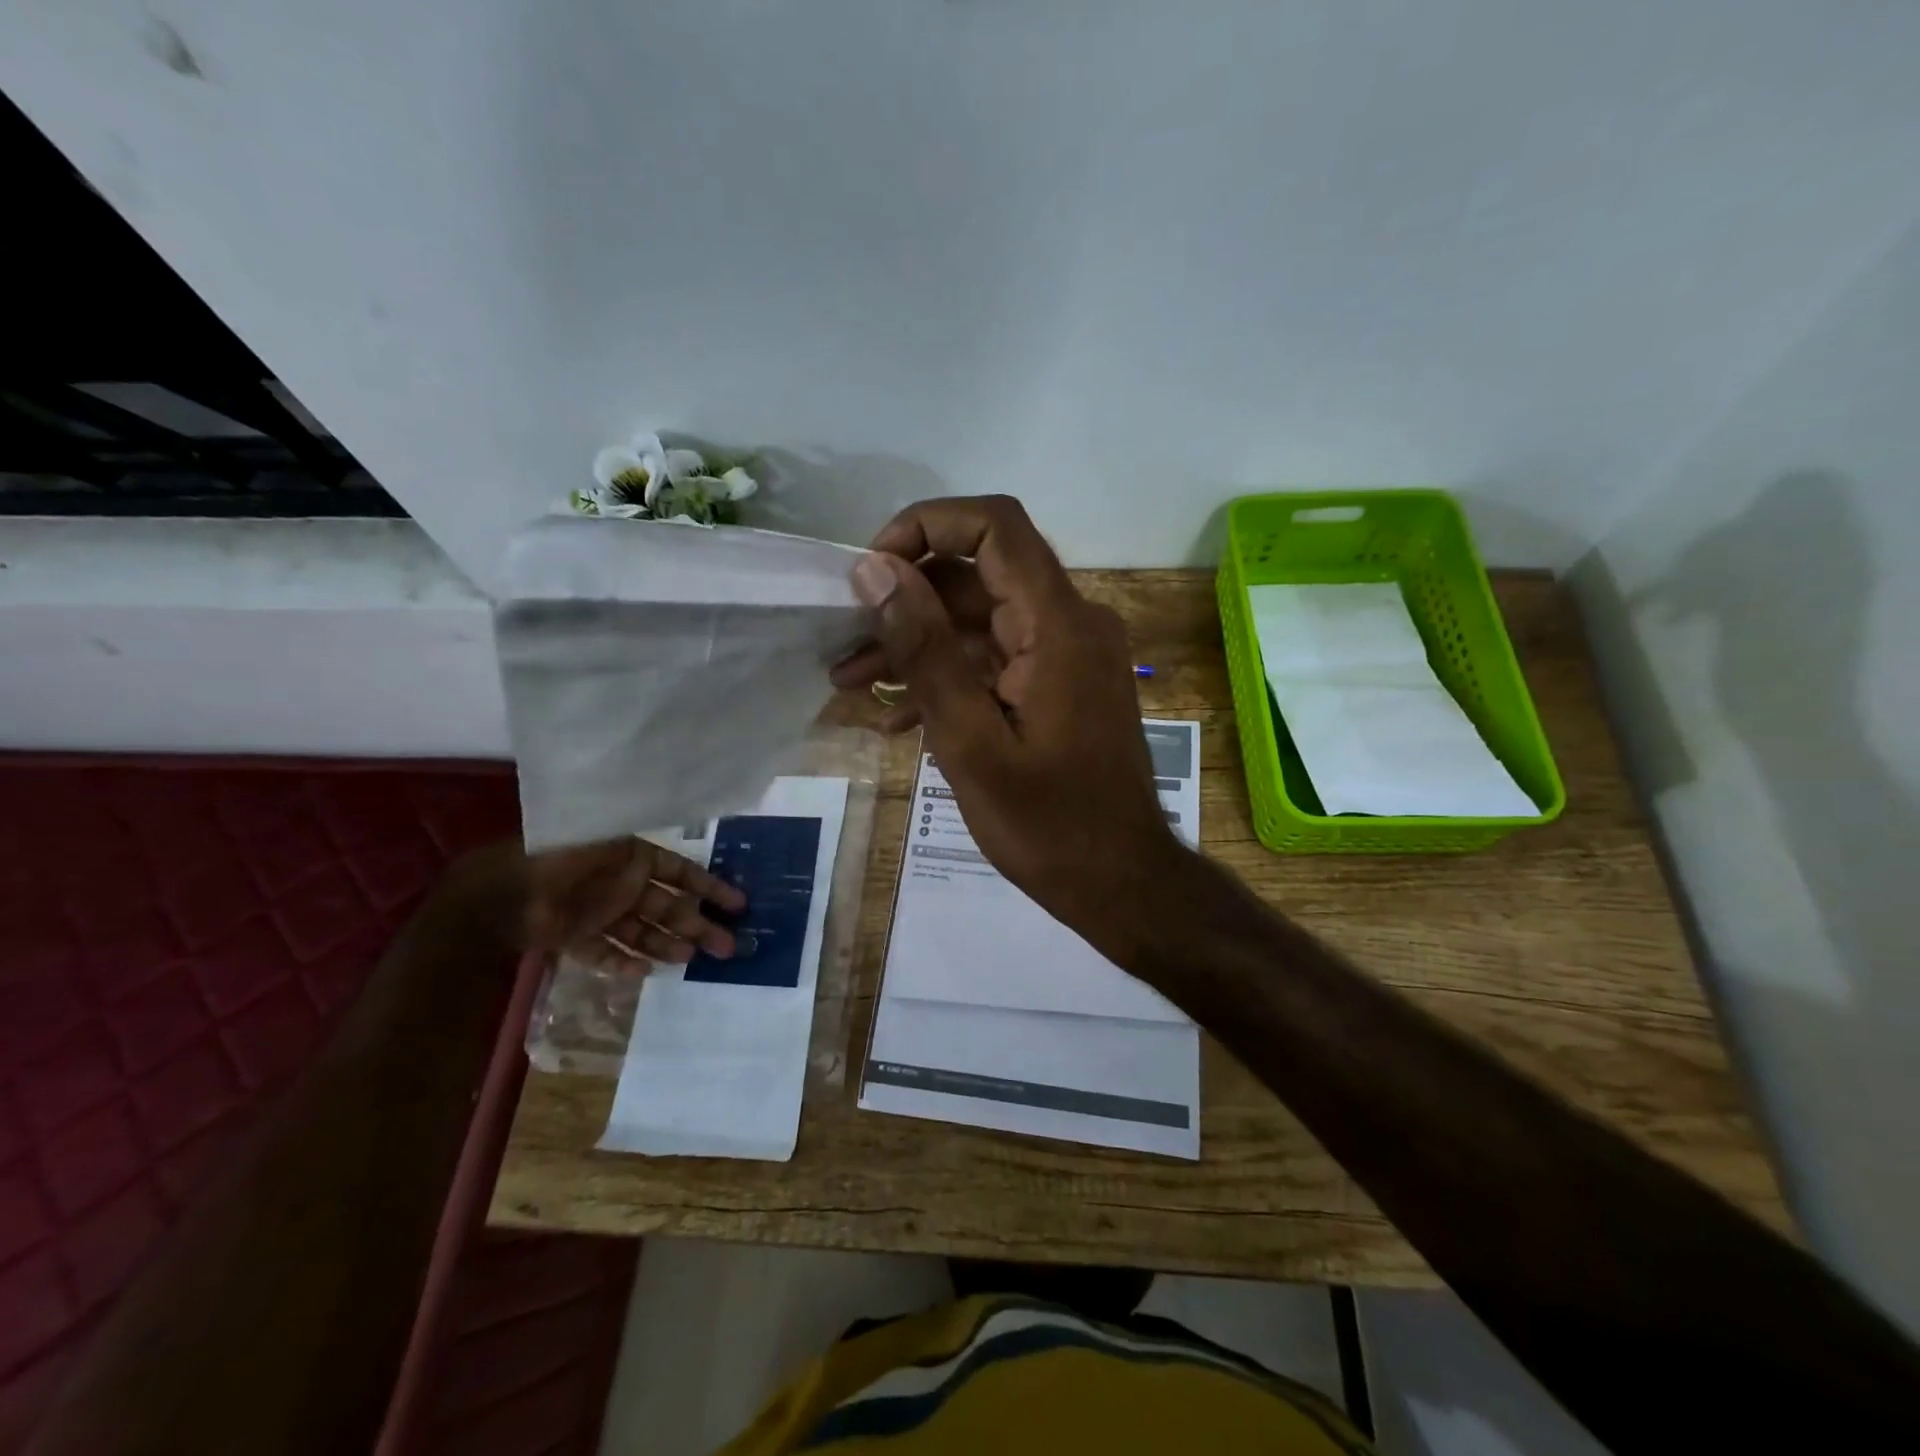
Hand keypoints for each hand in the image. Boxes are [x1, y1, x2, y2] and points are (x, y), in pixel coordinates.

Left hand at [521, 837, 746, 971]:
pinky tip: (644, 973)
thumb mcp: (608, 840)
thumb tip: (682, 849)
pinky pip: (606, 952)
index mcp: (632, 857)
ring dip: (667, 945)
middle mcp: (621, 884)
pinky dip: (623, 962)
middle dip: (699, 925)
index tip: (739, 905)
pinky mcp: (575, 937)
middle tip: (728, 948)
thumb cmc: (560, 859)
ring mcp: (599, 912)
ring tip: (689, 960)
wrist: (499, 893)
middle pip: (669, 908)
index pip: (682, 873)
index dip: (711, 888)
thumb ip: (643, 848)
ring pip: (643, 932)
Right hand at [832, 496, 1185, 959]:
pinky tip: (898, 719)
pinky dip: (951, 676)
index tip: (872, 571)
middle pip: (980, 575)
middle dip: (906, 600)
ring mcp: (1069, 655)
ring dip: (919, 644)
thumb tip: (874, 571)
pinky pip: (999, 660)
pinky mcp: (1062, 685)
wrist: (1121, 884)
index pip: (994, 525)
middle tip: (844, 640)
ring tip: (850, 681)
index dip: (926, 525)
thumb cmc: (1048, 825)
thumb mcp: (970, 741)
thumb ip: (925, 651)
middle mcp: (1071, 623)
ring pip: (983, 621)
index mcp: (1058, 624)